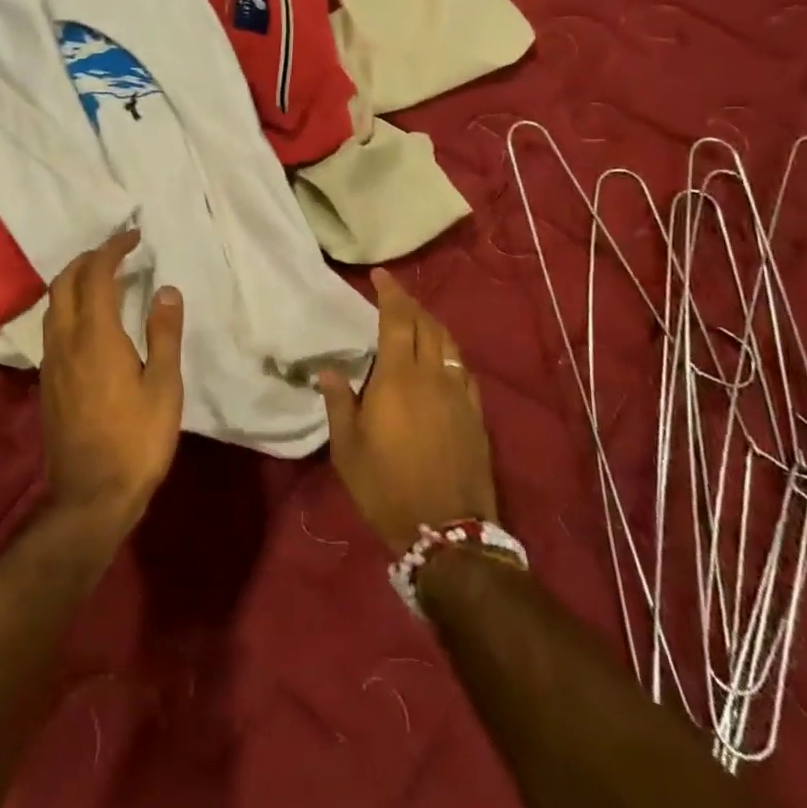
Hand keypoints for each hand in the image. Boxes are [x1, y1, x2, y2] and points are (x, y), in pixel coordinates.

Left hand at [40, 232, 184, 537]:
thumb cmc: (137, 441)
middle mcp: (66, 340)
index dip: (113, 249)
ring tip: (105, 280)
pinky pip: (53, 326)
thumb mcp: (164, 387)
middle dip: (88, 258)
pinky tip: (91, 321)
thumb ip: (164, 333)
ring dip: (75, 281)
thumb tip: (166, 289)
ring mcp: (51, 362)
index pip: (97, 275)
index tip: (134, 237)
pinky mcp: (48, 381)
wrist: (90, 497)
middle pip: (65, 282)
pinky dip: (70, 306)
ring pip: (54, 304)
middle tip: (117, 252)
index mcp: (95, 336)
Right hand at [320, 269, 497, 555]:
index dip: (390, 293)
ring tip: (417, 319)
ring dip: (432, 324)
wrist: (447, 532)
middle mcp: (432, 376)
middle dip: (410, 303)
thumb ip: (339, 403)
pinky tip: (442, 359)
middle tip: (393, 294)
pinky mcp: (476, 414)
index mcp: (398, 378)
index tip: (379, 275)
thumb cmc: (386, 488)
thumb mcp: (348, 449)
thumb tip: (330, 370)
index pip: (397, 320)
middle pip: (426, 325)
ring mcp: (459, 394)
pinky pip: (463, 369)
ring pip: (449, 344)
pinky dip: (450, 352)